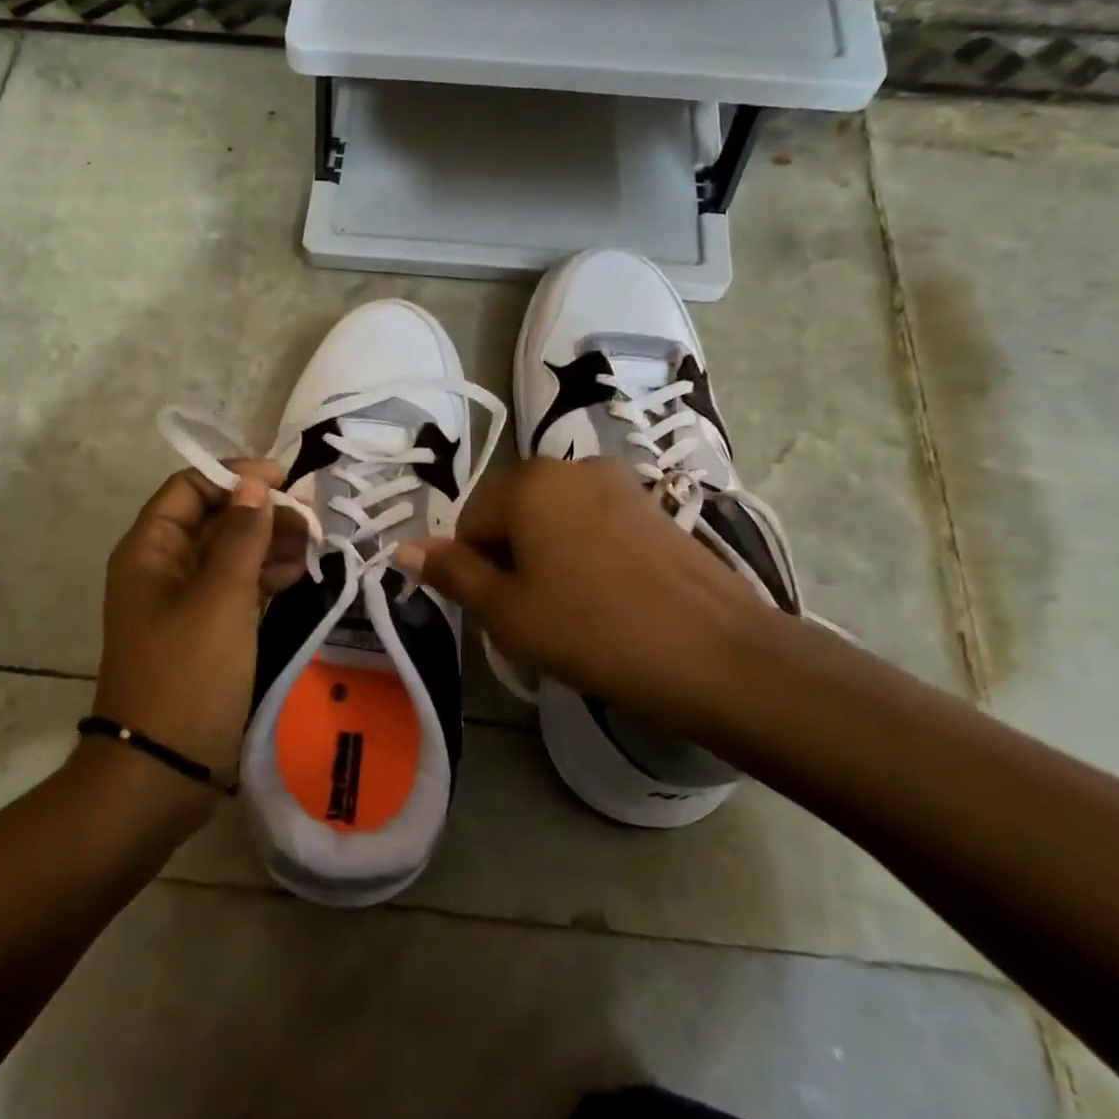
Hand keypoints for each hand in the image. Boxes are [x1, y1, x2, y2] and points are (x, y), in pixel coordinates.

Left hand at [93, 461, 307, 799]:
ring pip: (228, 554)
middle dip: (260, 513)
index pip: (190, 488)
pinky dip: (264, 578)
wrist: (162, 769)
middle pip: (213, 519)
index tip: (284, 482)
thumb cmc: (188, 672)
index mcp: (150, 550)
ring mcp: (183, 603)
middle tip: (310, 519)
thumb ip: (241, 536)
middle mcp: (162, 568)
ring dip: (268, 544)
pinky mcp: (204, 633)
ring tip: (313, 546)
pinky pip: (235, 589)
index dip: (235, 478)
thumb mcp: (221, 597)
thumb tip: (255, 485)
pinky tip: (299, 576)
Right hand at [397, 459, 773, 723]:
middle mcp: (571, 466)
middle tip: (535, 614)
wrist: (714, 652)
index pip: (470, 522)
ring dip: (548, 556)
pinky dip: (586, 553)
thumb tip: (403, 547)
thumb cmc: (592, 630)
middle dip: (511, 559)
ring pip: (554, 518)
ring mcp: (619, 481)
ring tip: (574, 608)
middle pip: (513, 513)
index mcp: (527, 482)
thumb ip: (452, 573)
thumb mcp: (507, 611)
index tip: (503, 611)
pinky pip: (594, 523)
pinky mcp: (653, 505)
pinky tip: (610, 596)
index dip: (476, 570)